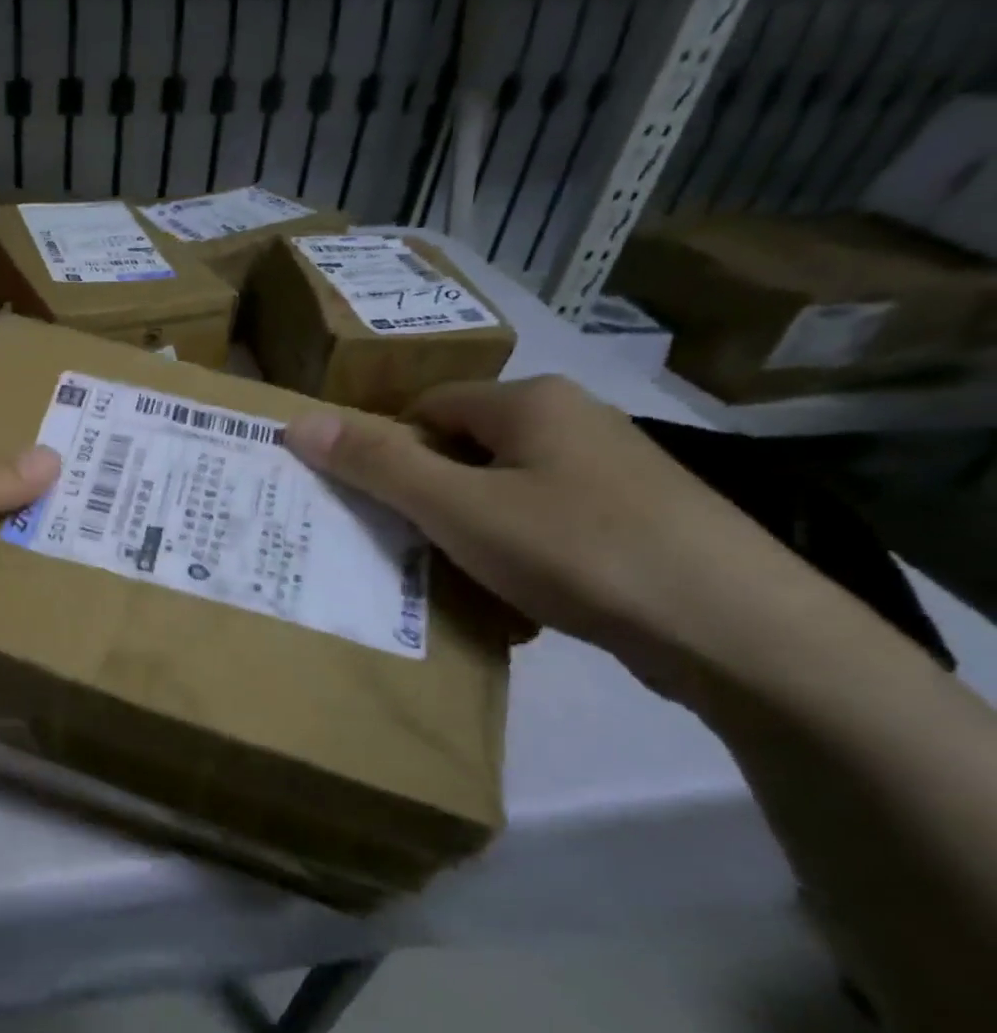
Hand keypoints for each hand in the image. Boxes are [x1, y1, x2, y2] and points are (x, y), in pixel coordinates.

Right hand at [285, 376, 829, 700]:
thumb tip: (297, 424)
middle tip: (404, 547)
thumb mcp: (458, 508)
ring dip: (472, 533)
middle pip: (467, 450)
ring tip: (456, 580)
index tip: (371, 505)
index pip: (428, 407)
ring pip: (506, 493)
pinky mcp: (639, 522)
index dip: (389, 451)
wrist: (735, 630)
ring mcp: (614, 473)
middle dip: (429, 498)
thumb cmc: (577, 550)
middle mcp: (576, 422)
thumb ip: (378, 465)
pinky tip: (519, 601)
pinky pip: (548, 527)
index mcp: (532, 402)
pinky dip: (520, 556)